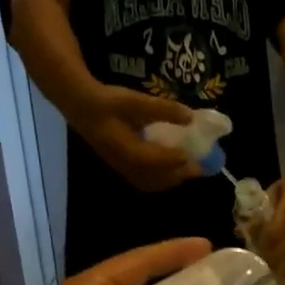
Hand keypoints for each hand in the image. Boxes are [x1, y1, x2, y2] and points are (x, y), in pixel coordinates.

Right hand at [72, 87, 203, 192]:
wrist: (82, 108)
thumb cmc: (108, 102)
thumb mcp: (135, 100)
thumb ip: (163, 109)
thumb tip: (191, 116)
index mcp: (127, 150)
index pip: (156, 161)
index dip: (176, 160)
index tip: (194, 157)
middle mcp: (126, 166)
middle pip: (158, 178)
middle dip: (181, 174)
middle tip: (201, 166)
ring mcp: (124, 170)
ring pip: (153, 183)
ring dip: (173, 179)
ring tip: (190, 169)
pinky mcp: (124, 170)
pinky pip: (146, 182)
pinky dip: (163, 179)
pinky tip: (172, 171)